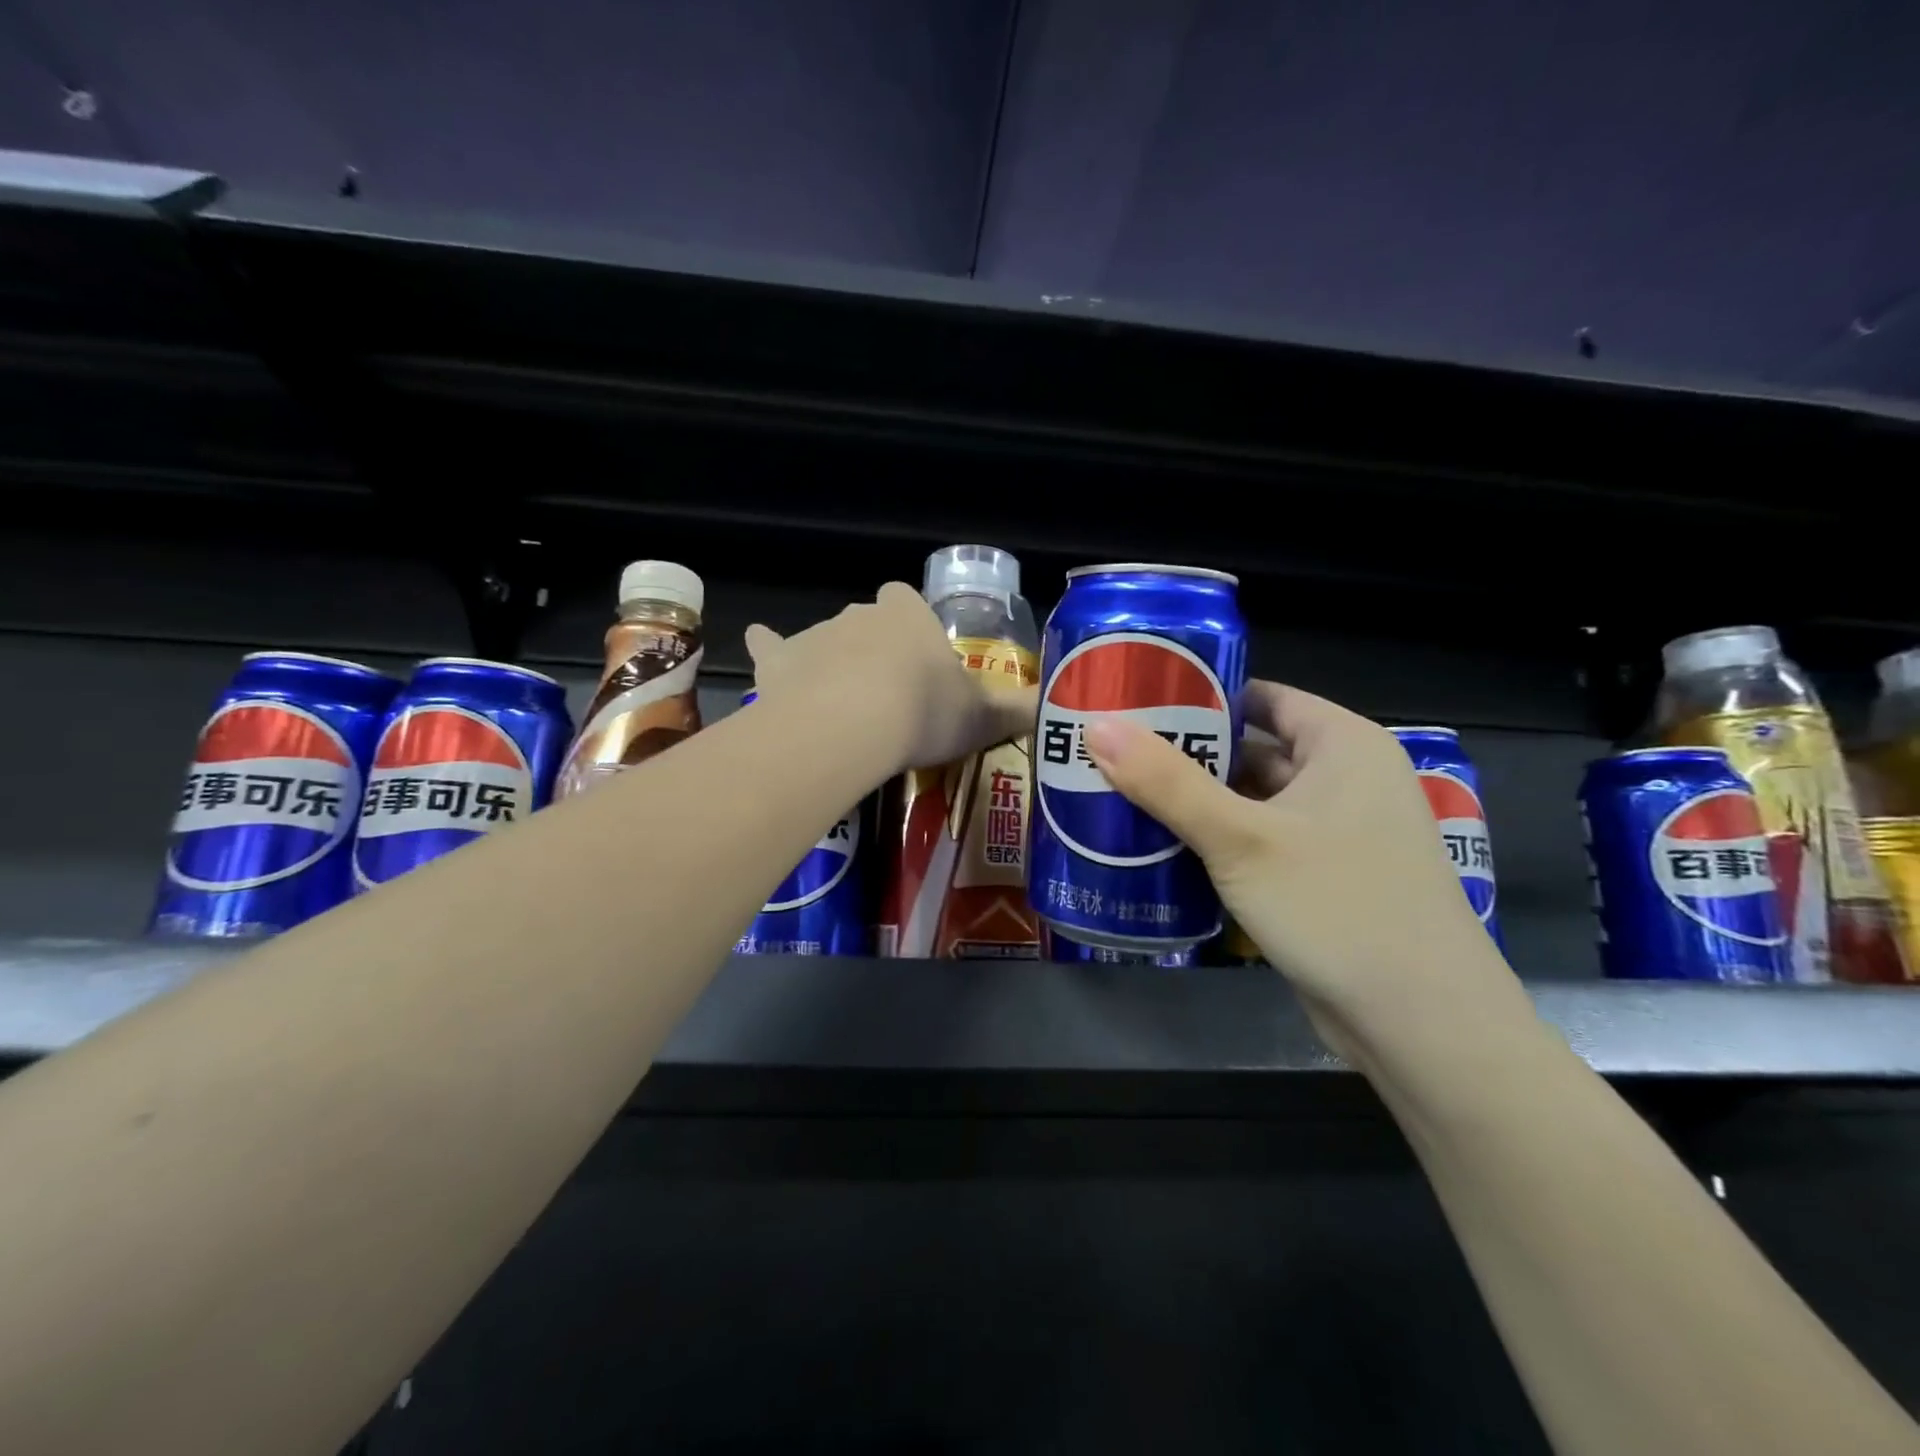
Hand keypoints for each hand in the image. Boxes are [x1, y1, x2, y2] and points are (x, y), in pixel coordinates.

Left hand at [745, 583, 1036, 772]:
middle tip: (887, 700)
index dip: (913, 630)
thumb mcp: (983, 717)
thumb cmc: (924, 712)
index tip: (919, 664)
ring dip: (832, 663)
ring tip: (842, 708)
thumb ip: (1017, 711)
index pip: (908, 603)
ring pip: (825, 640)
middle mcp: (861, 614)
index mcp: (908, 616)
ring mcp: (817, 635)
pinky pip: (771, 646)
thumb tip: (1058, 710)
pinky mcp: (780, 661)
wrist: (852, 724)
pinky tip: (763, 646)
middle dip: (875, 652)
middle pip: (868, 624)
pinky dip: (768, 648)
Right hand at [1085, 681, 1514, 1028]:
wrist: (1421, 1027)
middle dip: (1185, 753)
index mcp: (1343, 745)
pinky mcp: (1319, 879)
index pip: (1261, 696)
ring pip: (1249, 801)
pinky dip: (1214, 841)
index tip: (1136, 700)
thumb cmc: (1339, 907)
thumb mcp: (1242, 839)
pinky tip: (1158, 846)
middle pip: (1250, 749)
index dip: (1200, 694)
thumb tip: (1097, 726)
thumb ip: (1167, 782)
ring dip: (1194, 801)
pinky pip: (1256, 843)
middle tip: (1112, 750)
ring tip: (1118, 792)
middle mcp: (1344, 780)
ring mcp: (1334, 833)